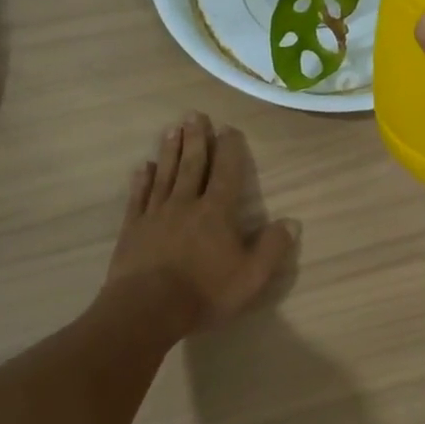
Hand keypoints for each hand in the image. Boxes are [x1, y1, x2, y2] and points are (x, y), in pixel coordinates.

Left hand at [106, 113, 294, 330]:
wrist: (147, 309)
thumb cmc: (204, 292)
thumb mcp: (251, 276)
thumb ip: (272, 247)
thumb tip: (291, 222)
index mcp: (217, 212)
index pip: (226, 173)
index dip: (229, 150)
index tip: (228, 128)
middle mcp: (186, 204)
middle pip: (192, 165)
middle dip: (196, 139)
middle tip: (194, 114)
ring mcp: (156, 214)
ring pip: (165, 175)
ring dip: (170, 151)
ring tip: (172, 129)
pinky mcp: (133, 229)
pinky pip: (139, 197)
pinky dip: (142, 180)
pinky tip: (143, 167)